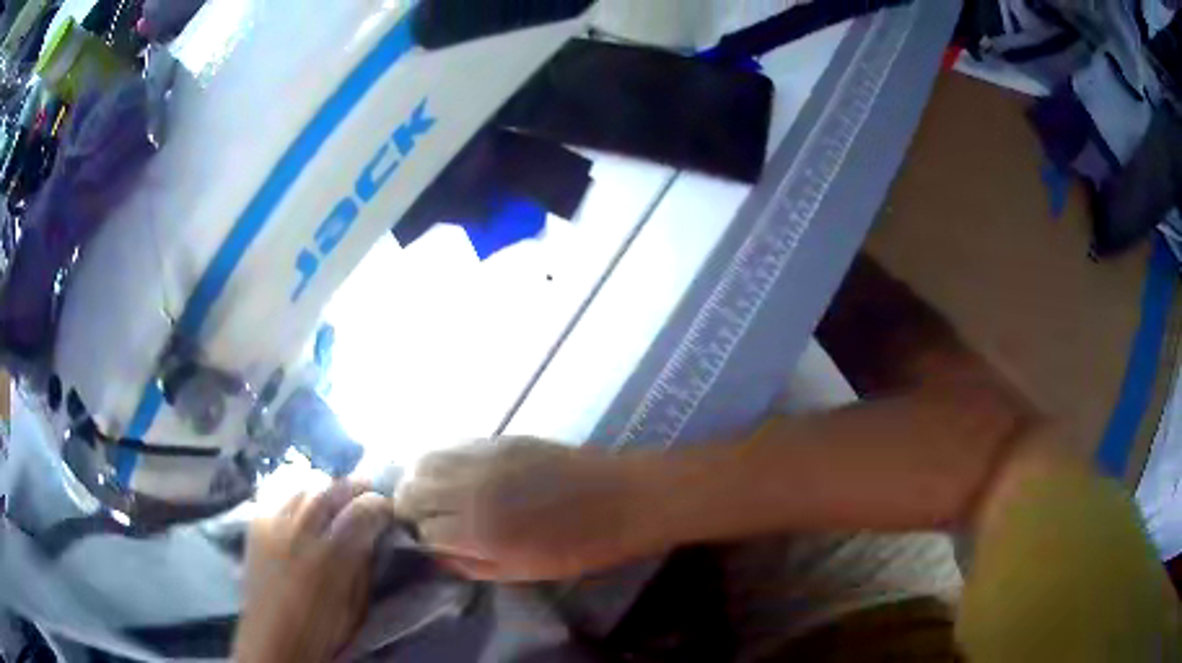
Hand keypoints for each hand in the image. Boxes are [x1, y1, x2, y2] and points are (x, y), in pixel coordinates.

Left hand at [233, 482, 392, 662]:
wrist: (272, 638)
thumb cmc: (321, 630)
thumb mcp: (356, 606)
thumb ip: (364, 567)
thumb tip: (373, 537)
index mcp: (331, 557)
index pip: (363, 512)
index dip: (381, 506)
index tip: (389, 510)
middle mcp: (300, 531)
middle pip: (333, 489)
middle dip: (355, 486)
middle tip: (368, 489)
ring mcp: (273, 522)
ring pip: (305, 485)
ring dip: (326, 486)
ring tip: (336, 494)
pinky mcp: (256, 522)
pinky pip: (278, 490)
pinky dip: (296, 488)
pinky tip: (304, 496)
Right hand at [397, 438, 661, 581]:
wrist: (623, 499)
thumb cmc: (581, 547)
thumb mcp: (524, 572)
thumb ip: (472, 565)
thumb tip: (436, 554)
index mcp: (479, 531)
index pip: (422, 530)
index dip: (423, 540)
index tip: (431, 544)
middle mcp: (471, 489)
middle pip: (411, 490)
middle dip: (410, 508)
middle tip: (426, 520)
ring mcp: (483, 457)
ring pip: (423, 462)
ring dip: (420, 481)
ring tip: (435, 495)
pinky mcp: (498, 439)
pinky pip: (451, 446)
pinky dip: (441, 461)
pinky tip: (456, 475)